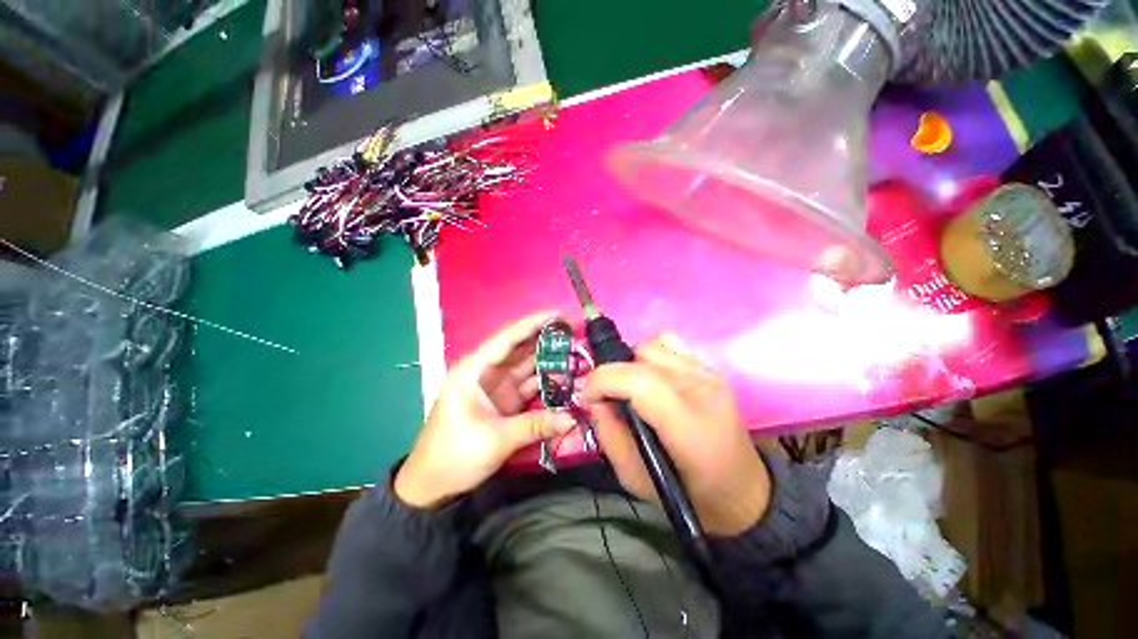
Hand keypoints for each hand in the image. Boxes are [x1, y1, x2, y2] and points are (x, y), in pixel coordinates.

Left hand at [394, 312, 575, 508]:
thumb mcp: (495, 439)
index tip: (557, 314)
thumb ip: (535, 426)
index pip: (507, 339)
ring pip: (526, 366)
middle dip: (545, 339)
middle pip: (519, 349)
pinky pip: (529, 385)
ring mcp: (497, 388)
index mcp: (474, 370)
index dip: (532, 324)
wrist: (432, 486)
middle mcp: (486, 372)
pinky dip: (546, 382)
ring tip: (575, 351)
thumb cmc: (453, 455)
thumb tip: (572, 418)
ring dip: (548, 359)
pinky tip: (564, 378)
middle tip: (573, 331)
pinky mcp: (504, 402)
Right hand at [582, 334, 770, 535]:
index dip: (604, 380)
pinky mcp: (709, 368)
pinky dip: (650, 355)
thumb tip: (596, 400)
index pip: (640, 382)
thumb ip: (609, 434)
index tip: (587, 396)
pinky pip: (668, 344)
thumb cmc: (687, 492)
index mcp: (687, 424)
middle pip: (642, 357)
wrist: (741, 490)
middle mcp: (701, 388)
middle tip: (607, 397)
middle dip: (613, 374)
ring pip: (652, 345)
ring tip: (630, 388)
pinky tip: (650, 377)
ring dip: (631, 364)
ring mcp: (708, 373)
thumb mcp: (634, 479)